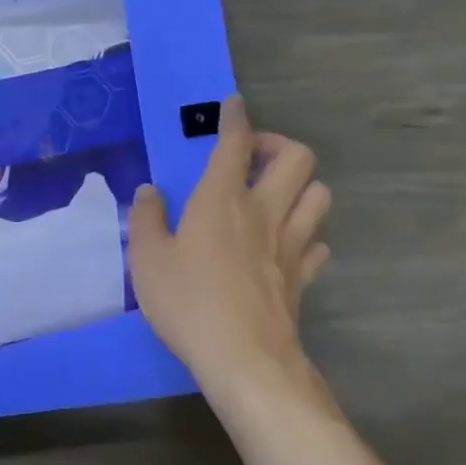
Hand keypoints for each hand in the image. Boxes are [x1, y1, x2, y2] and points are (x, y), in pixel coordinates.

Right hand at [128, 96, 331, 413]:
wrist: (243, 358)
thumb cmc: (188, 301)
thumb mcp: (147, 259)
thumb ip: (146, 218)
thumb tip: (150, 191)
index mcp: (222, 199)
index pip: (236, 143)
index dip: (236, 118)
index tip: (234, 106)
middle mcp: (264, 210)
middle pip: (298, 158)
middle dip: (279, 145)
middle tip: (254, 157)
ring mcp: (290, 244)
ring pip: (318, 194)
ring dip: (301, 185)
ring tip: (275, 195)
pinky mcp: (303, 276)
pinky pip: (318, 242)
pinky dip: (307, 234)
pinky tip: (288, 244)